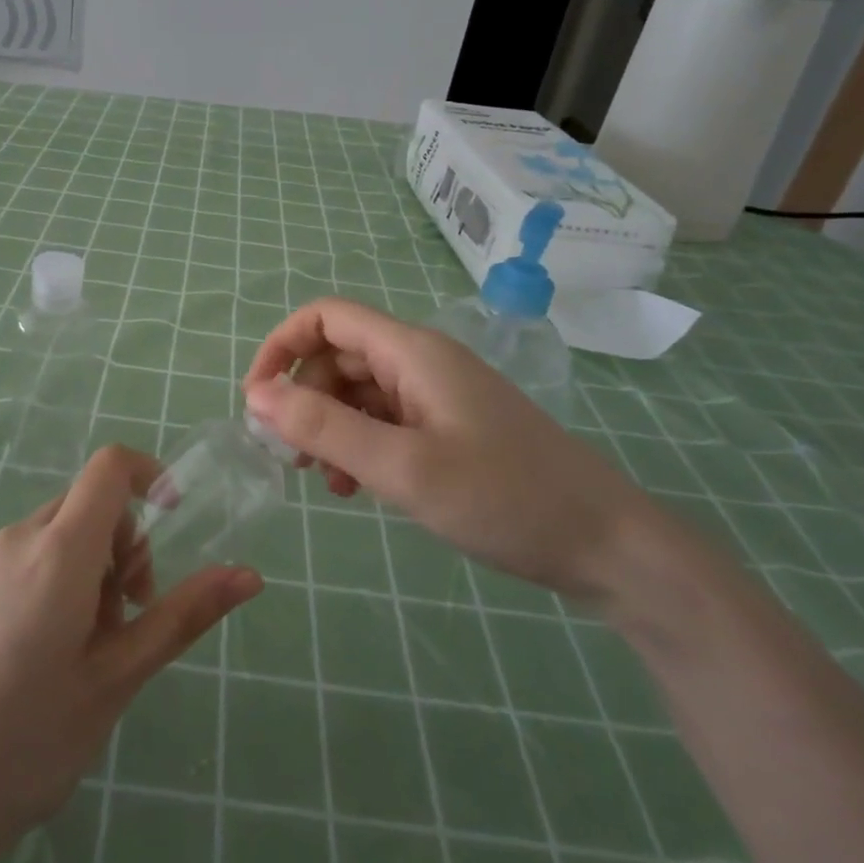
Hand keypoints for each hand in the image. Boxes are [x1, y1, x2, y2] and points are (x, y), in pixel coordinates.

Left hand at [0, 446, 259, 862]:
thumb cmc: (22, 744)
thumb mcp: (115, 681)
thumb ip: (181, 617)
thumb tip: (250, 576)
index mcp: (57, 551)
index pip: (110, 466)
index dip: (150, 475)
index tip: (173, 524)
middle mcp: (16, 539)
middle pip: (88, 504)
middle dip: (124, 546)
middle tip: (127, 622)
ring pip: (57, 534)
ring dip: (90, 570)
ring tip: (84, 652)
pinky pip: (24, 557)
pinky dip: (54, 581)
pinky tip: (40, 659)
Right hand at [243, 297, 646, 597]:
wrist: (606, 544)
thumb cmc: (505, 498)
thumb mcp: (404, 467)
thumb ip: (326, 428)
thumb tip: (258, 396)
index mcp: (412, 352)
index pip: (327, 318)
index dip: (282, 346)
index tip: (257, 399)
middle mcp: (421, 362)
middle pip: (338, 356)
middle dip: (303, 397)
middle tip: (287, 455)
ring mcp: (437, 396)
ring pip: (359, 392)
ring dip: (328, 426)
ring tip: (321, 480)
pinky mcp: (448, 427)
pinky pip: (385, 421)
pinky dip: (359, 445)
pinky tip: (356, 488)